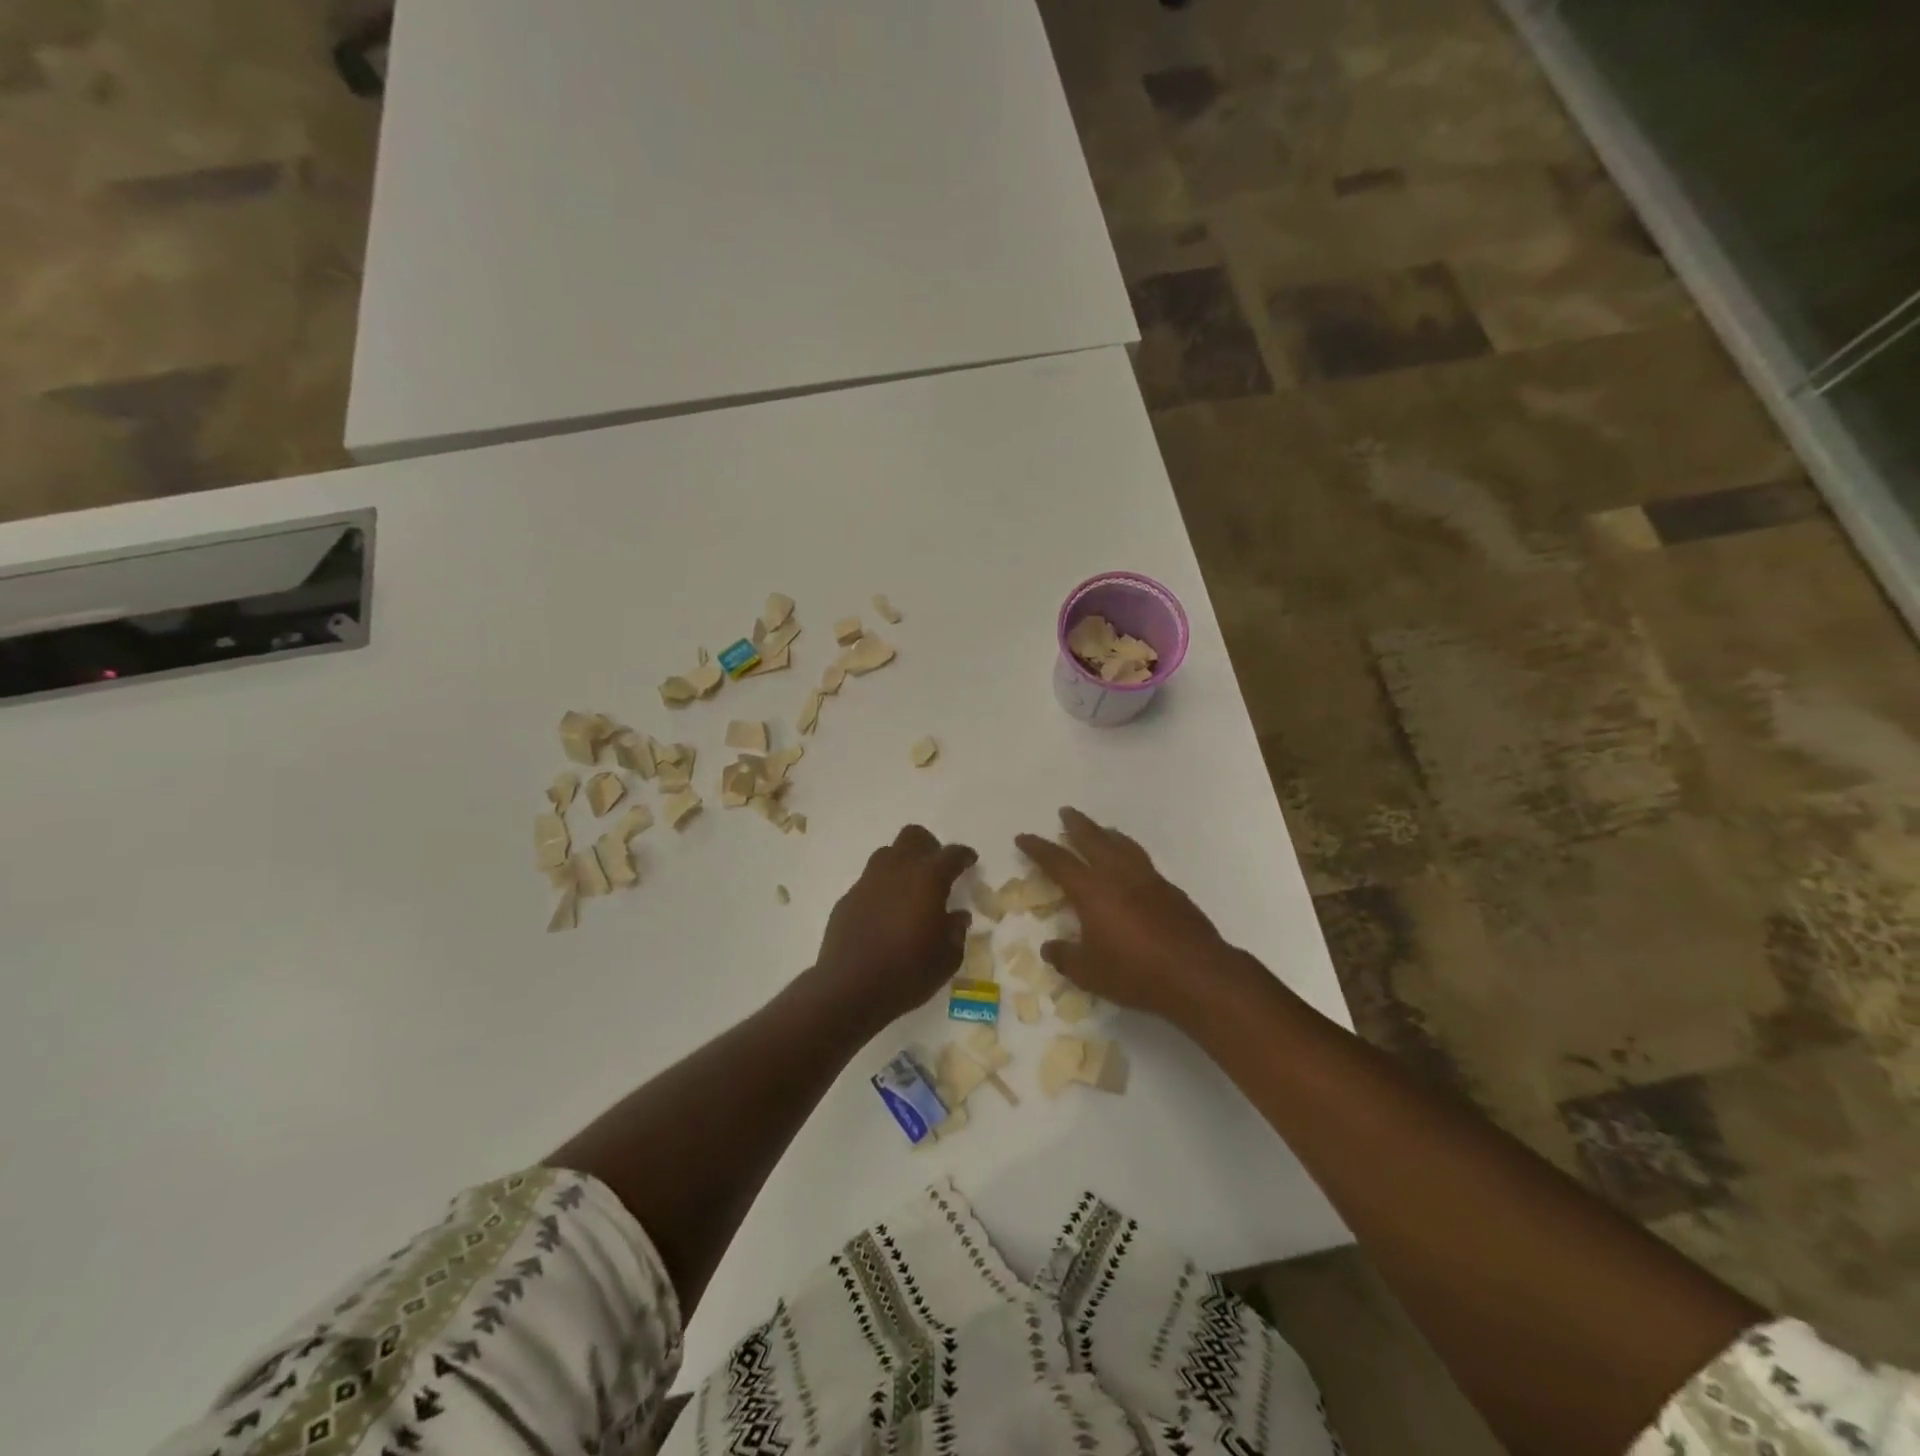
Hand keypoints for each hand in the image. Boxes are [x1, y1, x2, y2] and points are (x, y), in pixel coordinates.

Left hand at [814, 824, 976, 1025]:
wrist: (849, 989)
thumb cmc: (907, 973)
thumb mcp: (946, 959)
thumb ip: (956, 931)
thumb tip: (957, 916)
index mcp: (928, 879)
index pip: (951, 854)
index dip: (964, 855)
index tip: (970, 861)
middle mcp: (897, 870)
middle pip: (914, 836)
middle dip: (929, 847)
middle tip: (938, 870)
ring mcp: (868, 881)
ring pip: (888, 853)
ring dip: (903, 863)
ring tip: (910, 890)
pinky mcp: (847, 898)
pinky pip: (869, 881)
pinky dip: (882, 888)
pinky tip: (885, 913)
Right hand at [1015, 807, 1255, 1026]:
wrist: (1196, 974)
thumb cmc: (1135, 973)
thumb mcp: (1089, 973)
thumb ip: (1065, 957)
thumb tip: (1050, 948)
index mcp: (1092, 891)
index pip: (1058, 862)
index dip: (1038, 848)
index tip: (1024, 837)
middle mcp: (1118, 875)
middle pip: (1093, 840)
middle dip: (1076, 825)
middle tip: (1065, 812)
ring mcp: (1148, 879)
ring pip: (1122, 845)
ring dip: (1107, 833)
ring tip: (1101, 829)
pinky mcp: (1170, 890)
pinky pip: (1142, 859)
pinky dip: (1129, 851)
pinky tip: (1130, 862)